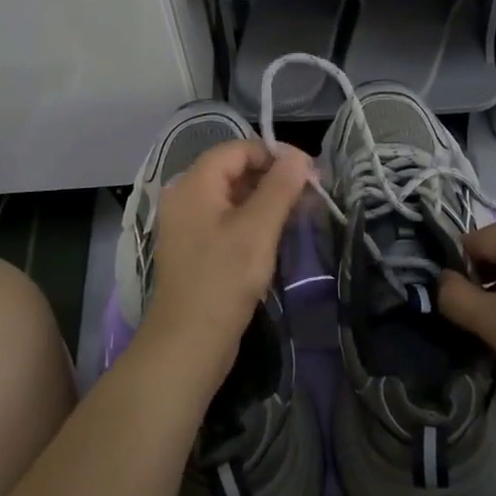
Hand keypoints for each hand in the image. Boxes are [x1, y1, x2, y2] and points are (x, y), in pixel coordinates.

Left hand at [137, 139, 313, 392]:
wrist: (187, 346)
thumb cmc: (223, 280)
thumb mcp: (258, 229)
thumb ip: (280, 187)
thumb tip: (299, 156)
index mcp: (193, 184)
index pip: (237, 149)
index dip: (273, 154)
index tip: (308, 172)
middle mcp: (185, 197)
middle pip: (234, 170)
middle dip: (273, 177)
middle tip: (309, 194)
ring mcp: (188, 225)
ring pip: (233, 196)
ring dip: (266, 200)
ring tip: (299, 213)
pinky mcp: (196, 249)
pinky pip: (227, 220)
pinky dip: (252, 220)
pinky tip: (276, 235)